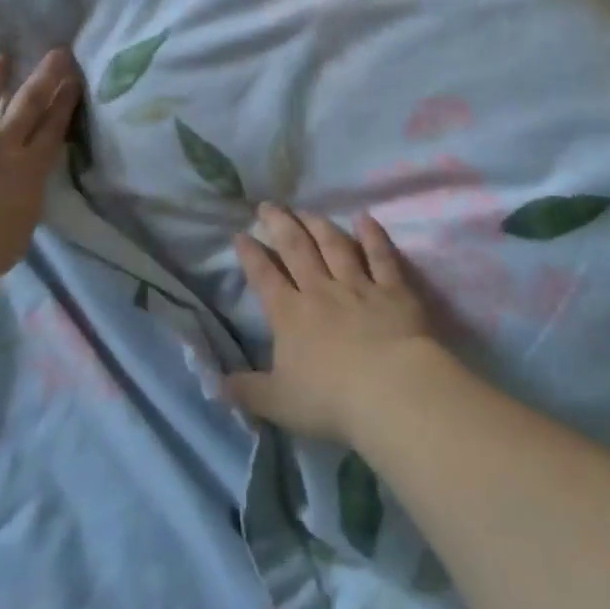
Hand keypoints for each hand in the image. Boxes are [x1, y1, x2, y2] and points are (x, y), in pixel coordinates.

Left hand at [0, 50, 80, 279]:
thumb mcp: (21, 226)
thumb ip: (21, 204)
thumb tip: (18, 197)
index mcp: (30, 169)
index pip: (53, 130)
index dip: (65, 104)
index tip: (74, 81)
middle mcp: (3, 144)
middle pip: (28, 104)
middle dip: (45, 78)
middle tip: (57, 53)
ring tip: (0, 58)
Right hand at [225, 204, 444, 445]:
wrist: (391, 390)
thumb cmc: (331, 400)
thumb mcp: (278, 403)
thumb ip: (246, 391)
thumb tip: (215, 384)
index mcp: (290, 315)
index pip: (264, 277)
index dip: (250, 255)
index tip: (240, 234)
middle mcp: (321, 291)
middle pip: (296, 249)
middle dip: (279, 225)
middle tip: (268, 205)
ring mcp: (359, 286)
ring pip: (335, 246)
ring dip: (319, 225)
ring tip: (307, 210)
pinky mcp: (394, 290)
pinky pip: (381, 256)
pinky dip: (373, 236)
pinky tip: (365, 218)